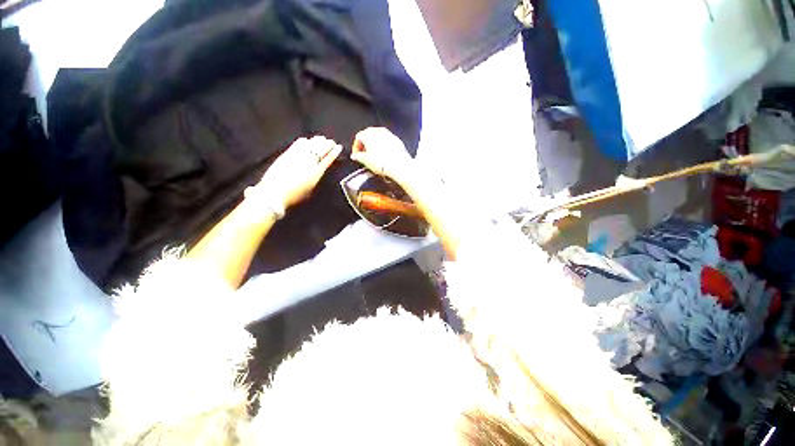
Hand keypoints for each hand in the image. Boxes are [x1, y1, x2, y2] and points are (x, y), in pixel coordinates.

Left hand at [250, 136, 342, 212]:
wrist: (274, 193)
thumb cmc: (294, 196)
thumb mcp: (310, 190)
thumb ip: (315, 179)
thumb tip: (318, 171)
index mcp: (317, 172)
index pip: (328, 159)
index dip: (334, 152)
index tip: (339, 147)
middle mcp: (309, 162)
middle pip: (321, 149)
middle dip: (328, 144)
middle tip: (331, 141)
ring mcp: (297, 156)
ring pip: (310, 145)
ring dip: (317, 141)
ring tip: (322, 138)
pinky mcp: (287, 154)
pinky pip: (297, 144)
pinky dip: (303, 141)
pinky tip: (306, 140)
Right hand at [351, 127, 412, 181]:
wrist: (399, 165)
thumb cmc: (381, 163)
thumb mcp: (366, 161)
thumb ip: (358, 156)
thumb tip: (355, 156)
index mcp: (368, 134)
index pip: (358, 137)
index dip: (356, 147)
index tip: (357, 155)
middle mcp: (378, 131)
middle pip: (368, 135)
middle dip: (366, 144)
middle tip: (365, 155)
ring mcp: (389, 134)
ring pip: (379, 137)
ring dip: (375, 145)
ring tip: (375, 155)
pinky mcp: (397, 140)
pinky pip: (387, 141)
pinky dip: (384, 146)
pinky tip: (385, 155)